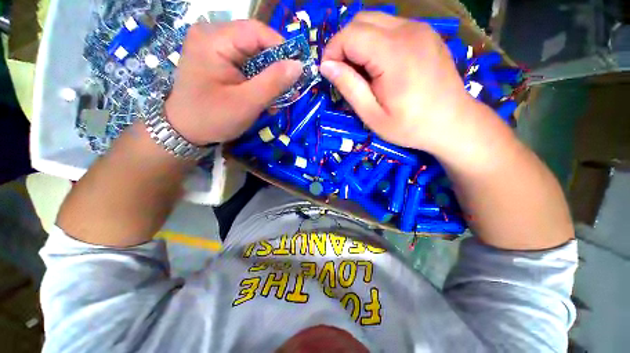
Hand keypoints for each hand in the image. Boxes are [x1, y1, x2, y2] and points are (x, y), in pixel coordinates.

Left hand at [165, 20, 302, 144]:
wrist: (184, 130)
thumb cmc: (213, 118)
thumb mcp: (247, 103)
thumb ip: (273, 83)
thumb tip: (299, 66)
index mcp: (214, 40)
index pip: (257, 31)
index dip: (282, 49)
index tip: (298, 72)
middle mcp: (212, 35)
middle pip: (256, 43)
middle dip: (276, 68)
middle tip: (289, 91)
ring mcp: (213, 47)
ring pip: (253, 55)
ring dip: (268, 77)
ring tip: (276, 99)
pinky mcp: (217, 59)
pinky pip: (245, 64)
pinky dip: (258, 80)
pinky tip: (263, 97)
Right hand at [321, 12, 492, 153]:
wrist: (453, 122)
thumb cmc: (410, 126)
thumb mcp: (372, 116)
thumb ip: (349, 87)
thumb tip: (326, 66)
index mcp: (393, 54)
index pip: (350, 35)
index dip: (332, 51)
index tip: (328, 73)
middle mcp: (408, 31)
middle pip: (361, 21)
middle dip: (344, 44)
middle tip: (344, 73)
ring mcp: (420, 29)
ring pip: (375, 20)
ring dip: (359, 42)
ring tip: (361, 71)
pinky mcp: (425, 33)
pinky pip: (391, 27)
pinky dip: (376, 41)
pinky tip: (380, 65)